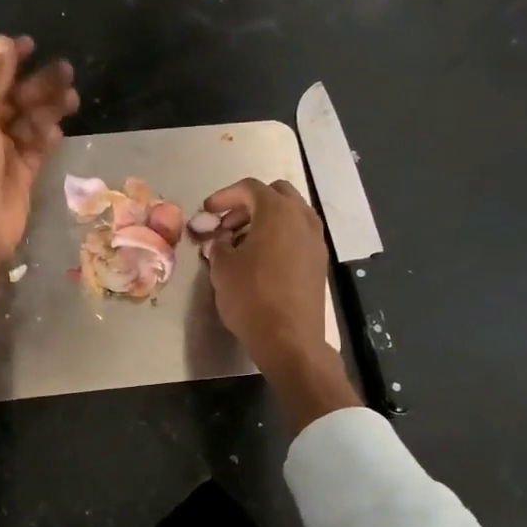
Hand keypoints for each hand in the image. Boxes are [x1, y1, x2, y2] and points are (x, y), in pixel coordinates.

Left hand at [0, 34, 77, 315]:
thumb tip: (1, 41)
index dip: (7, 61)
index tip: (33, 45)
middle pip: (11, 100)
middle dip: (36, 84)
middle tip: (67, 71)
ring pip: (27, 124)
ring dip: (47, 108)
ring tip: (73, 97)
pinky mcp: (19, 177)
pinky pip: (35, 150)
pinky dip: (46, 138)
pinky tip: (60, 129)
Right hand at [202, 178, 359, 431]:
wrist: (289, 338)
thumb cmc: (251, 297)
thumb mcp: (222, 268)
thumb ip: (218, 245)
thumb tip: (221, 240)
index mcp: (277, 211)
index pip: (249, 188)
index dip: (224, 196)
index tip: (207, 211)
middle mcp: (302, 218)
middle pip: (275, 194)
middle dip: (248, 204)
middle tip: (226, 224)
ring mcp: (315, 239)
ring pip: (290, 214)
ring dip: (265, 220)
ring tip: (241, 242)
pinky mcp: (319, 261)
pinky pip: (297, 235)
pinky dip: (279, 236)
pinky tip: (261, 258)